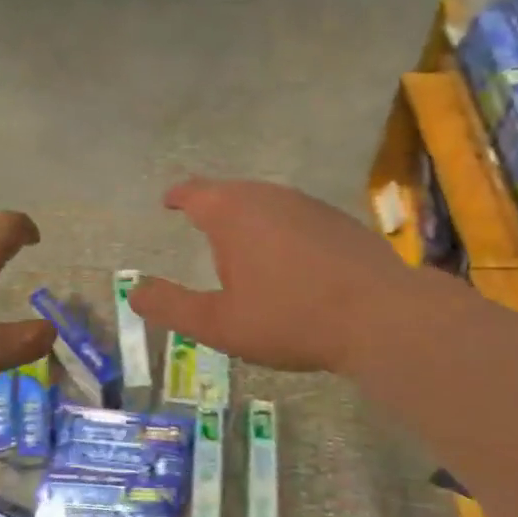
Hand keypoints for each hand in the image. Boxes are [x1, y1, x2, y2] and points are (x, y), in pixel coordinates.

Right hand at [130, 178, 413, 373]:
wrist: (382, 316)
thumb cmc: (290, 318)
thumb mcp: (219, 324)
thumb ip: (172, 306)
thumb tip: (135, 291)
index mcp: (233, 213)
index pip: (194, 192)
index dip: (178, 195)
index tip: (169, 201)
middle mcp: (269, 197)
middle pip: (231, 193)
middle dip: (212, 208)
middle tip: (201, 227)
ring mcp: (308, 205)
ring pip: (266, 203)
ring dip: (248, 220)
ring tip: (241, 246)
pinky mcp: (339, 221)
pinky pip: (295, 218)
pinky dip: (280, 231)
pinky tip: (289, 260)